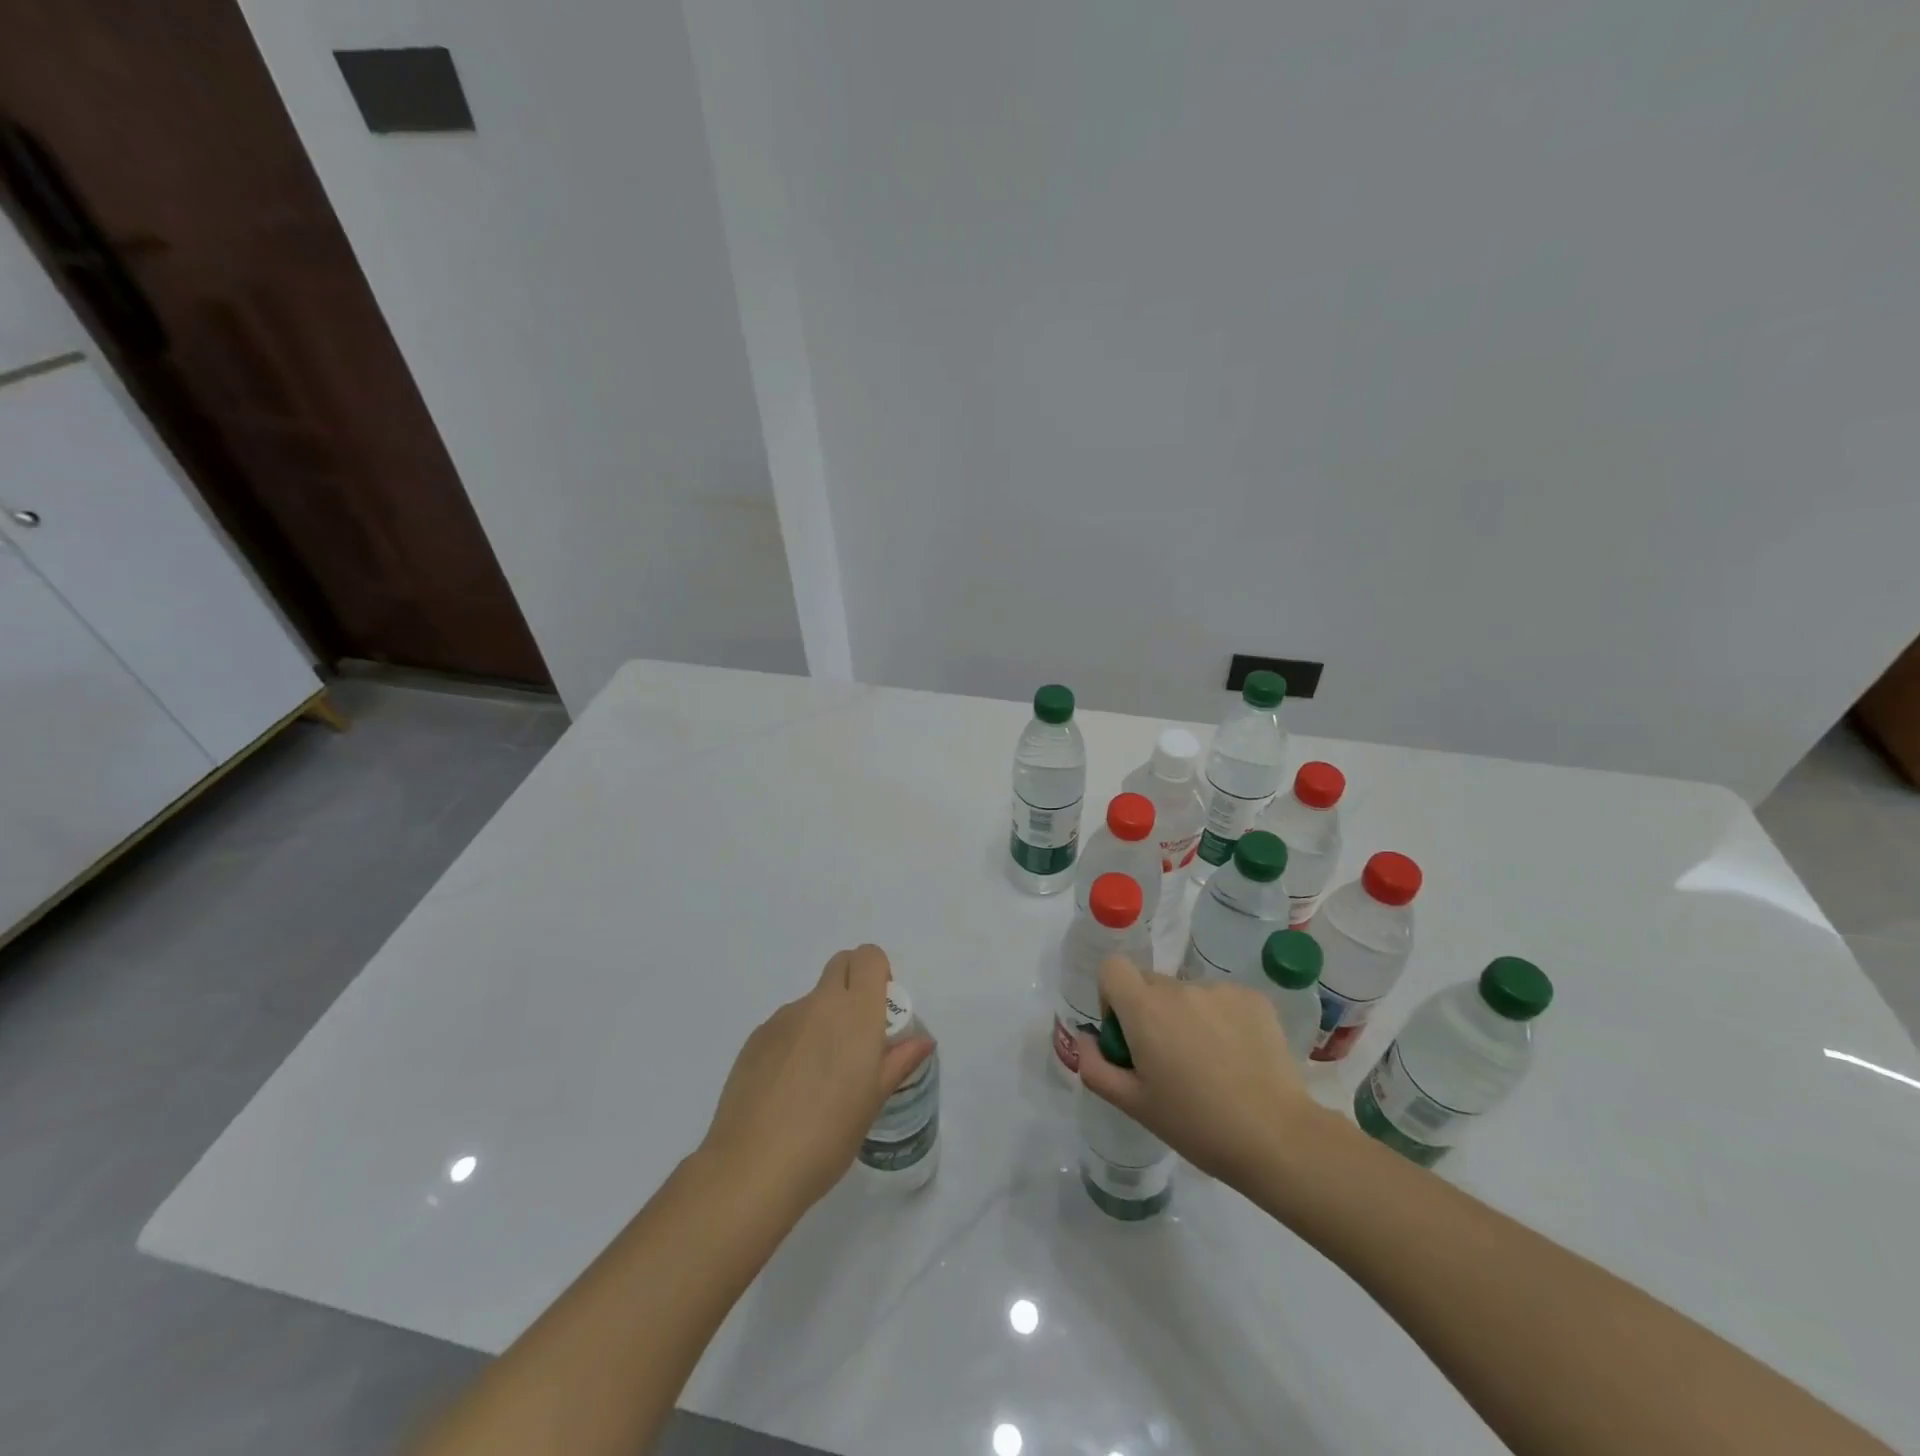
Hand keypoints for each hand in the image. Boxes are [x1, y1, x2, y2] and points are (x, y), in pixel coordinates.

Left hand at [700, 945, 933, 1211]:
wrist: (753, 1166)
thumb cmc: (828, 1135)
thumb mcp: (874, 1101)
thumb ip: (899, 1061)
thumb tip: (922, 1041)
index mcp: (855, 1012)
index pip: (869, 957)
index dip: (879, 974)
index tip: (881, 1010)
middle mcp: (819, 1003)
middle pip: (841, 964)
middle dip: (854, 984)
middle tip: (857, 1034)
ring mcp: (783, 1018)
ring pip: (812, 1000)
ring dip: (823, 1019)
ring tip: (819, 1077)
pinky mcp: (756, 1038)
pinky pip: (786, 1025)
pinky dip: (795, 1042)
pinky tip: (789, 1089)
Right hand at [1075, 954, 1320, 1187]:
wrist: (1277, 1138)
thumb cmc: (1196, 1124)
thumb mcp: (1134, 1105)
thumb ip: (1096, 1067)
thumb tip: (1085, 1038)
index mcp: (1144, 1008)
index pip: (1112, 968)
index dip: (1112, 996)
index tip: (1127, 1033)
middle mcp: (1179, 988)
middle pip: (1150, 983)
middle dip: (1149, 1012)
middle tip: (1169, 1060)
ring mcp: (1219, 990)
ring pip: (1188, 994)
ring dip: (1187, 1018)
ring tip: (1211, 1065)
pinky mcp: (1253, 998)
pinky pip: (1222, 1000)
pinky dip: (1221, 1020)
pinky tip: (1238, 1058)